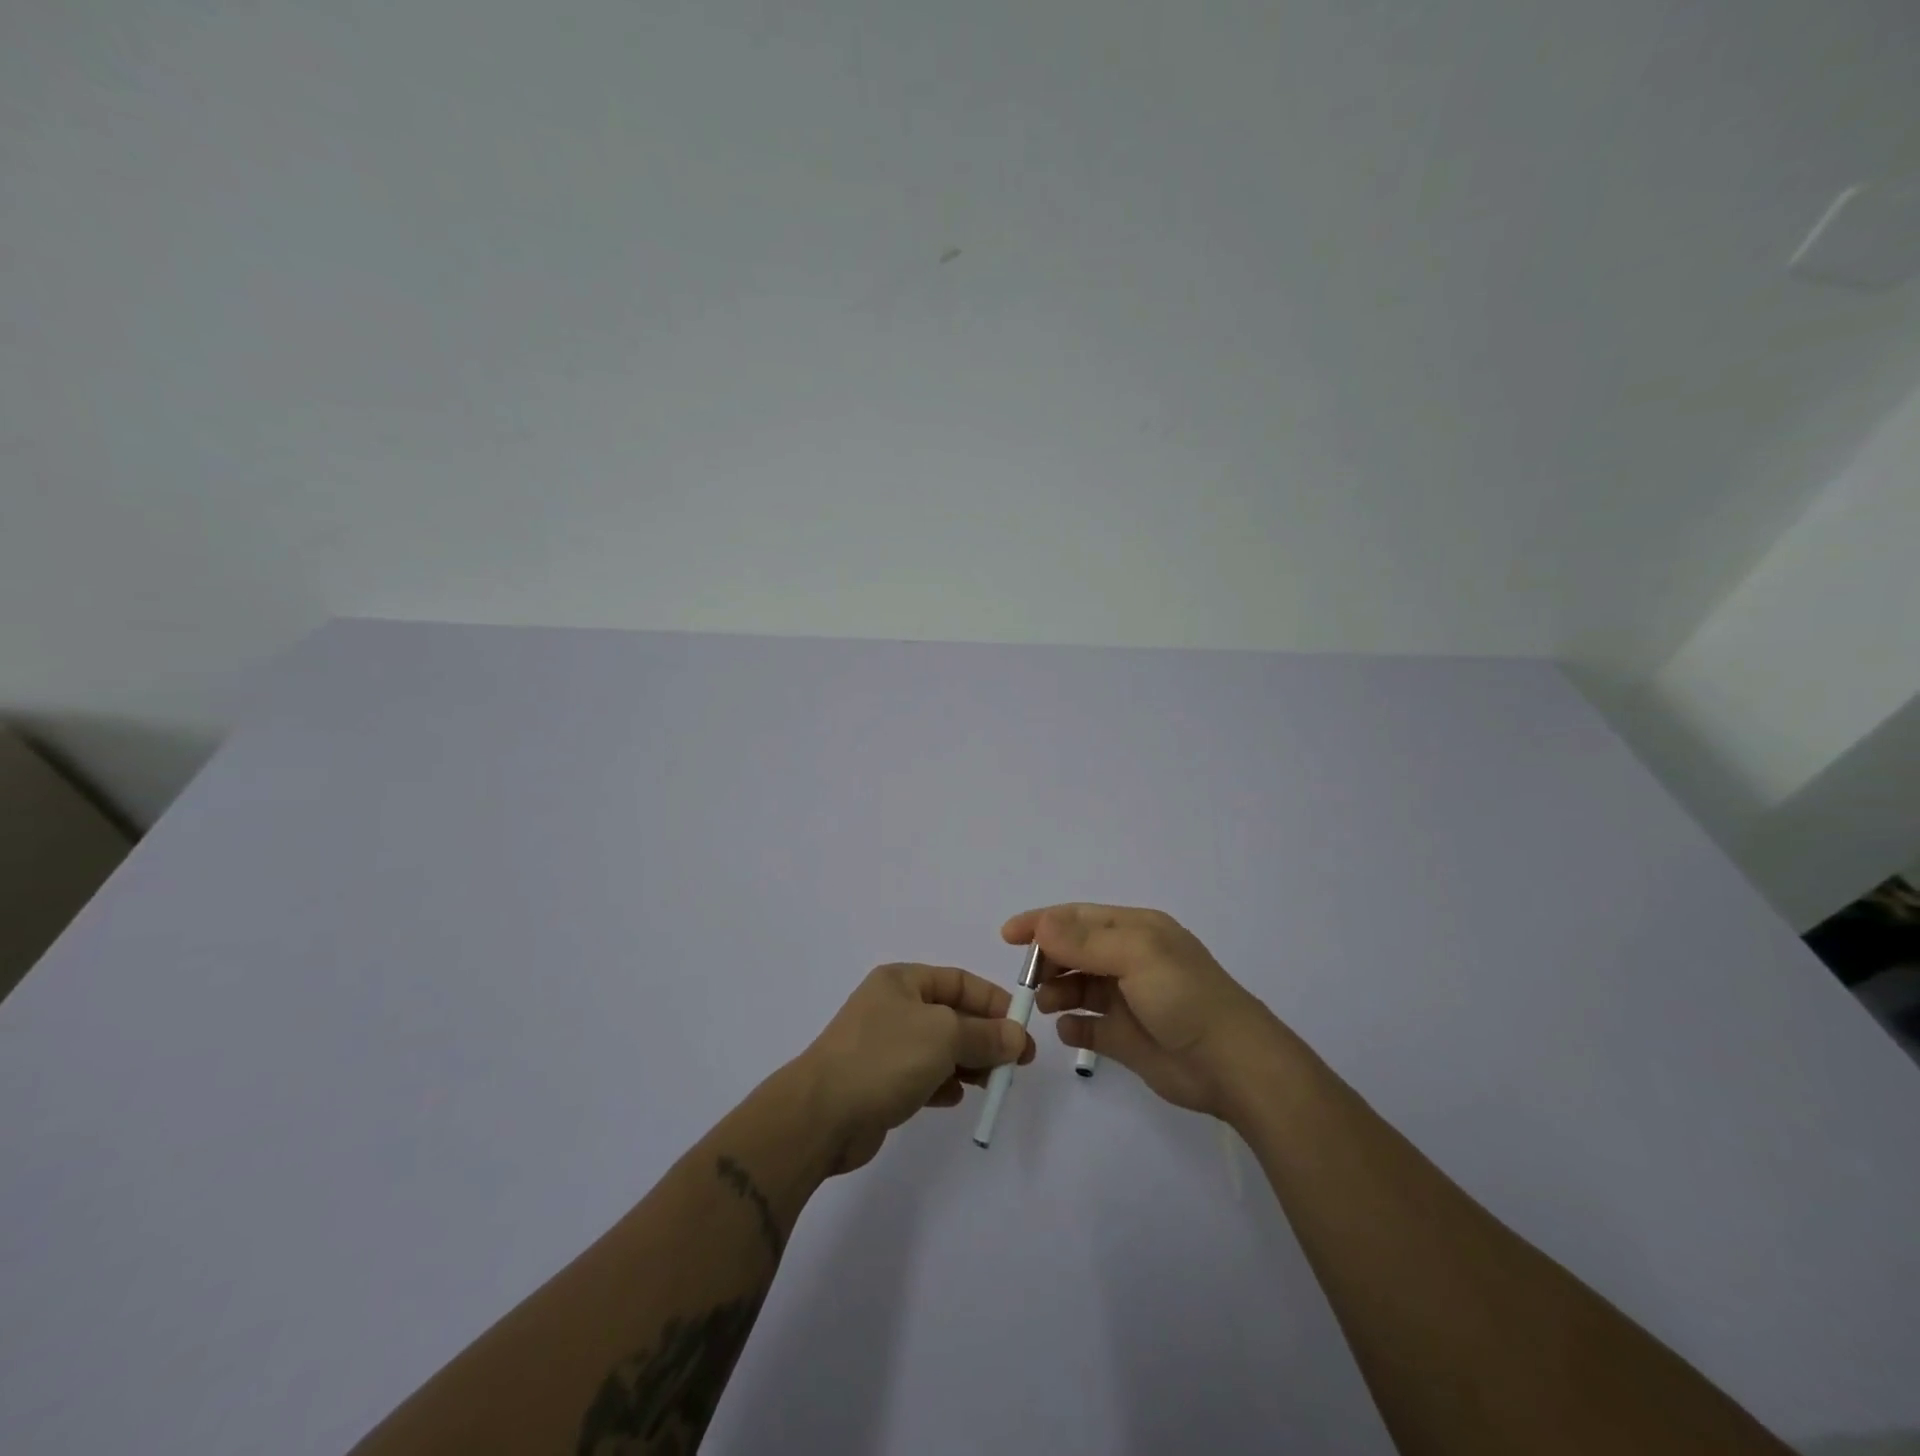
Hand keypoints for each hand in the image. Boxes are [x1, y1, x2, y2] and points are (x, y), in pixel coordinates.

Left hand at [795, 963, 1035, 1172]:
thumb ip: (984, 1035)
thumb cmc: (885, 1058)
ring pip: (940, 1048)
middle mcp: (893, 1007)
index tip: (1022, 1027)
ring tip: (993, 1083)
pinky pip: (923, 1076)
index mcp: (902, 981)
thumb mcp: (944, 1036)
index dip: (993, 1001)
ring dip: (969, 1062)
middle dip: (985, 1036)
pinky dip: (943, 1084)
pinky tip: (955, 1098)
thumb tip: (1016, 1036)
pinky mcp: (880, 1082)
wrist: (821, 1115)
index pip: (959, 982)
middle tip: (1018, 1063)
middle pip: (952, 1016)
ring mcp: (884, 1046)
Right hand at [1005, 903, 1286, 1119]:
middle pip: (1074, 951)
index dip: (1042, 922)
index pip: (1078, 917)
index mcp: (1135, 931)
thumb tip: (1041, 924)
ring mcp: (1127, 1000)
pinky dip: (1073, 1026)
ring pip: (1078, 988)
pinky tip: (1068, 1030)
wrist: (1231, 1064)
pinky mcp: (1126, 1038)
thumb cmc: (1183, 996)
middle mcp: (1129, 960)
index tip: (1008, 936)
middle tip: (1028, 980)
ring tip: (1045, 1005)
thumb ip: (1084, 941)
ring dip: (1056, 992)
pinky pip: (1088, 1026)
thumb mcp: (1135, 955)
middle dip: (1047, 960)